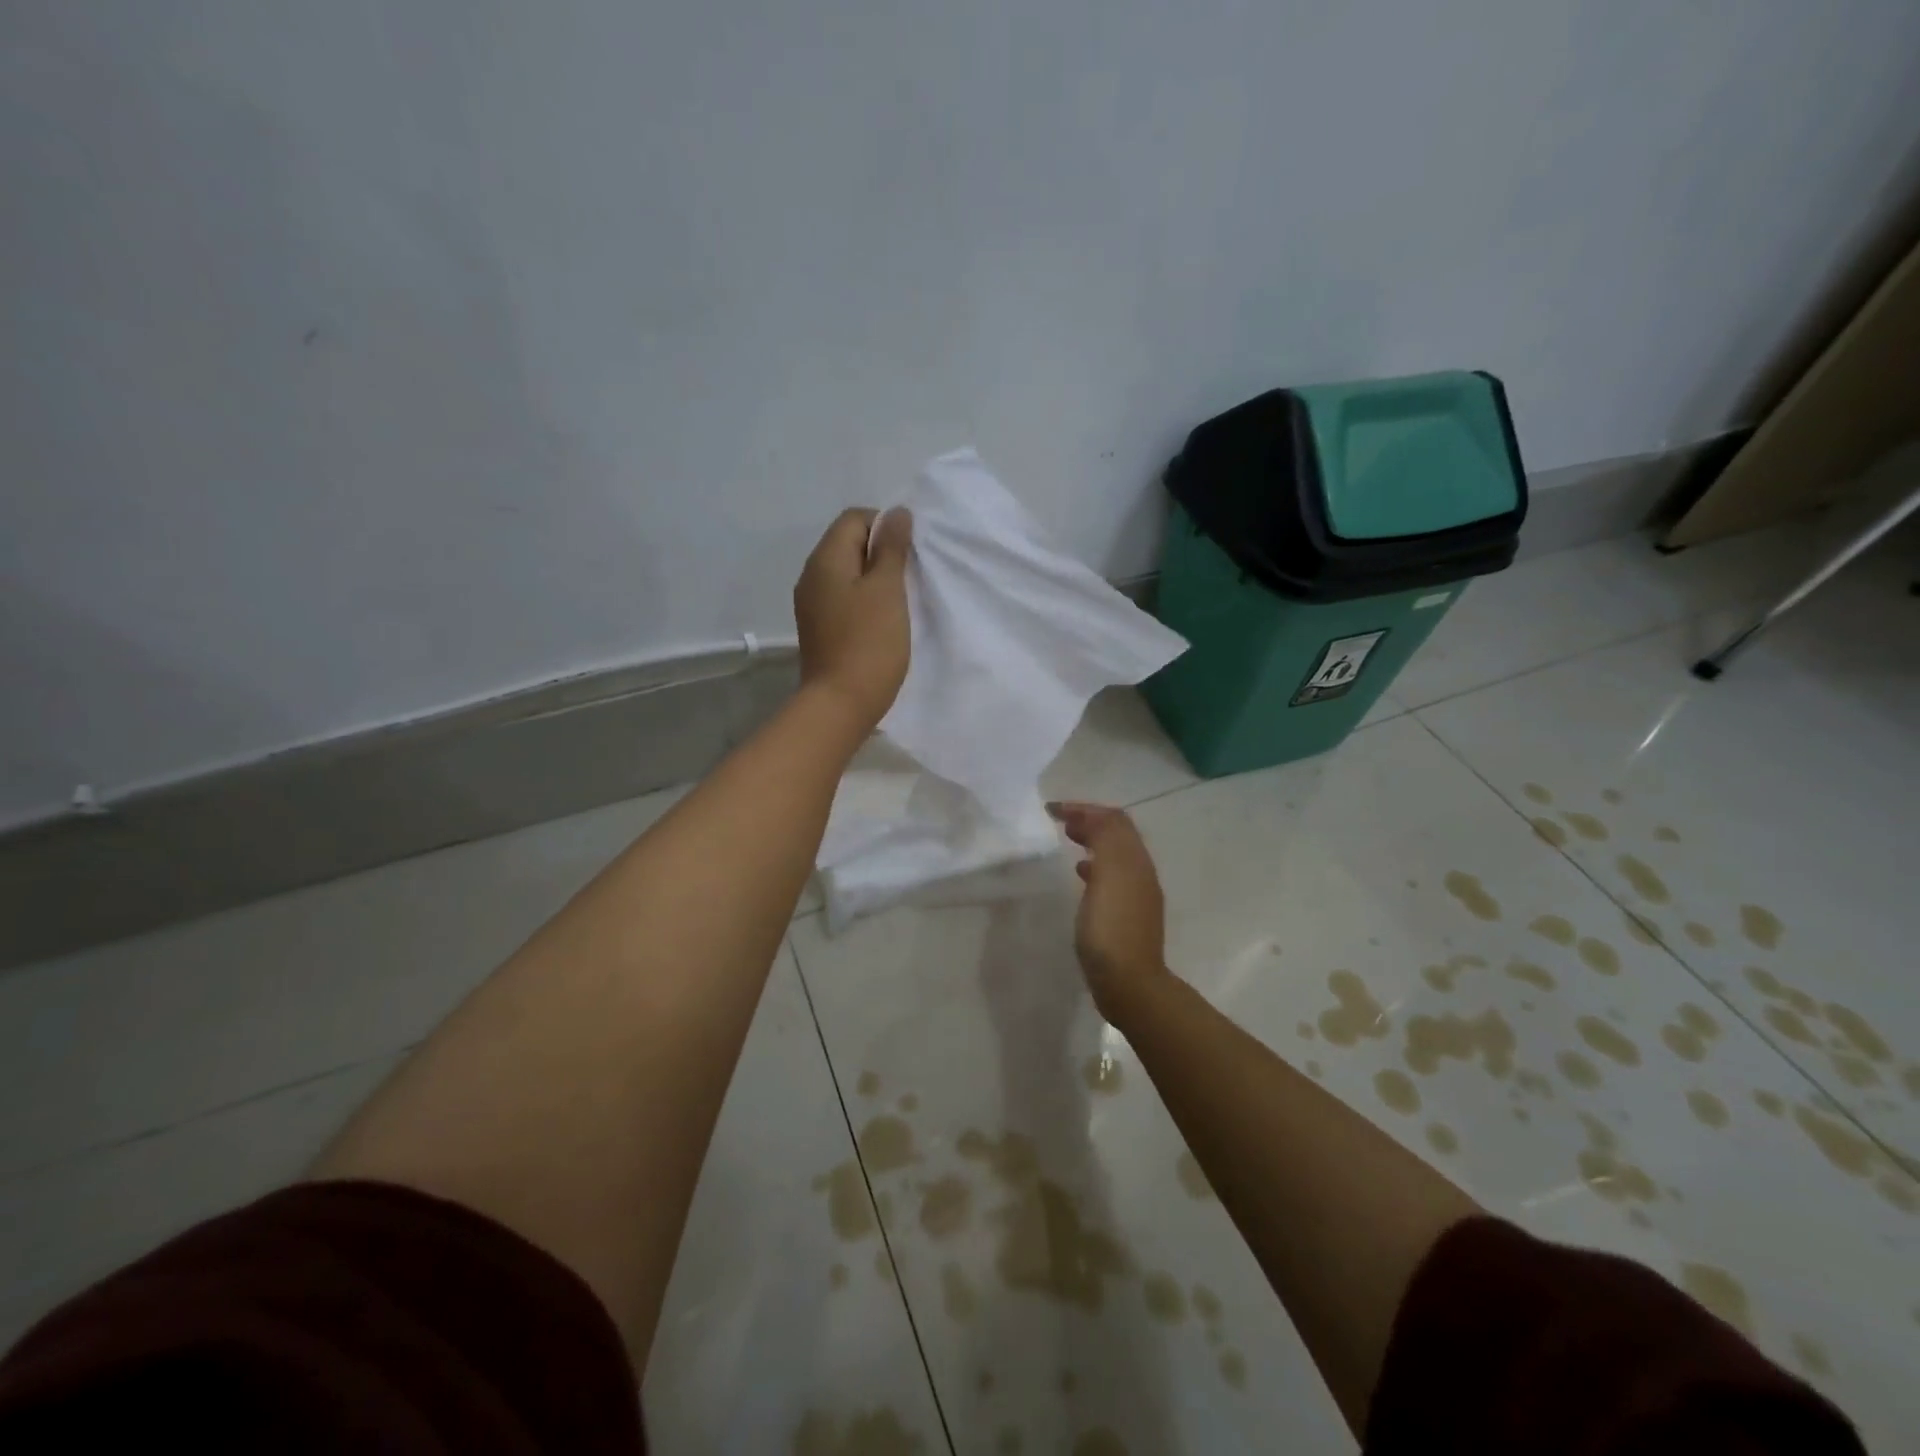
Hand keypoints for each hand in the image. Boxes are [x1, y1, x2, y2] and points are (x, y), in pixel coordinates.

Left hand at [794, 507, 912, 731]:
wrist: (840, 704)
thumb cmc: (869, 643)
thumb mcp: (887, 590)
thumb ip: (891, 548)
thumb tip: (896, 513)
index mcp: (825, 559)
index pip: (854, 518)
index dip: (885, 526)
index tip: (909, 553)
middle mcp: (812, 576)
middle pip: (848, 543)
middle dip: (881, 552)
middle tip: (909, 576)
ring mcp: (812, 604)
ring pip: (847, 573)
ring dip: (874, 578)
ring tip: (899, 600)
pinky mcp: (820, 628)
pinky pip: (843, 598)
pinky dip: (864, 600)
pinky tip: (882, 620)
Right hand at [1048, 801, 1167, 1015]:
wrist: (1129, 984)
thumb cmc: (1112, 928)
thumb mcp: (1109, 875)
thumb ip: (1104, 839)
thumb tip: (1092, 816)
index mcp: (1135, 860)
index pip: (1114, 819)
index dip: (1085, 808)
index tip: (1053, 809)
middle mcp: (1141, 872)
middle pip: (1118, 834)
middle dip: (1090, 821)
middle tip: (1060, 821)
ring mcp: (1136, 896)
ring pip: (1114, 855)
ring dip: (1092, 841)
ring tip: (1068, 841)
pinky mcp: (1126, 916)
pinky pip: (1111, 878)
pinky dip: (1094, 866)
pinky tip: (1080, 875)